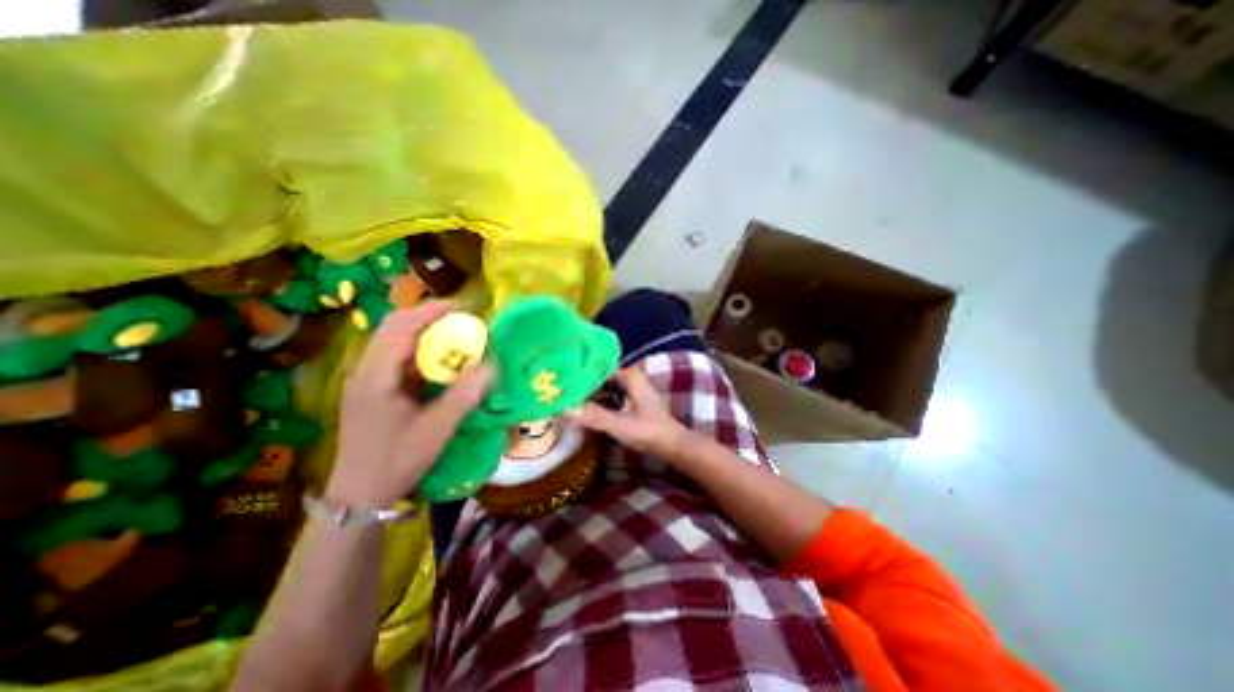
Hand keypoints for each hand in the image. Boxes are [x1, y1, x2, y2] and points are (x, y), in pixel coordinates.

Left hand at [334, 302, 499, 506]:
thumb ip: (465, 395)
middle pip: (392, 328)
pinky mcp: (373, 390)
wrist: (359, 495)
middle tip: (460, 320)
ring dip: (423, 333)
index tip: (460, 308)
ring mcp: (367, 381)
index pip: (399, 328)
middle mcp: (365, 371)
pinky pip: (397, 359)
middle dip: (427, 318)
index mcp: (375, 377)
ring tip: (453, 336)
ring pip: (393, 342)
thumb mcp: (436, 429)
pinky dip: (420, 351)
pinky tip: (438, 363)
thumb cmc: (396, 461)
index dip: (429, 312)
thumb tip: (492, 365)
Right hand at [571, 367, 690, 457]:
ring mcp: (631, 389)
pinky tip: (582, 411)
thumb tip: (563, 409)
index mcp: (629, 375)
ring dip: (588, 395)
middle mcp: (630, 377)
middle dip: (582, 387)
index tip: (560, 383)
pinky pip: (608, 397)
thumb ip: (593, 416)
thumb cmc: (649, 432)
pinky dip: (597, 402)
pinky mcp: (630, 401)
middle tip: (559, 394)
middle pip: (599, 379)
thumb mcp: (619, 424)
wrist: (672, 445)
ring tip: (565, 401)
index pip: (597, 370)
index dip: (579, 376)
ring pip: (603, 388)